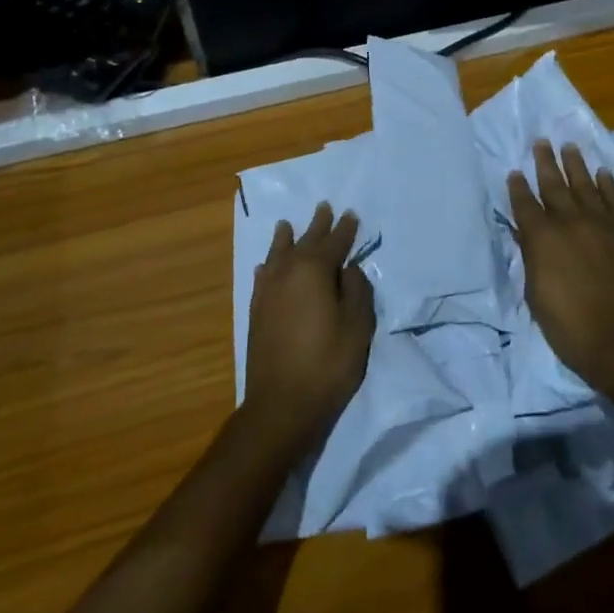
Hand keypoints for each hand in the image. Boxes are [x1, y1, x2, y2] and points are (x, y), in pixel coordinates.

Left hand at [243, 203, 376, 439]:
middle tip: (324, 207)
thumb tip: (348, 269)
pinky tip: (266, 265)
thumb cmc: (327, 364)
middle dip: (317, 225)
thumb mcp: (357, 327)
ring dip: (286, 238)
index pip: (334, 242)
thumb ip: (356, 291)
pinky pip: (262, 277)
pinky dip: (267, 266)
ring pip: (278, 254)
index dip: (345, 229)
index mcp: (314, 271)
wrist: (281, 405)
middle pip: (305, 242)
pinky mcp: (256, 312)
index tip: (351, 214)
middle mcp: (287, 273)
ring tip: (286, 224)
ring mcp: (268, 292)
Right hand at [507, 141, 613, 406]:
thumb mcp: (536, 295)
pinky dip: (609, 185)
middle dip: (545, 162)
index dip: (518, 187)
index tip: (515, 172)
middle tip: (541, 141)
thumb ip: (531, 258)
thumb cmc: (570, 327)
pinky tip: (603, 173)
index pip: (524, 204)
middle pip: (554, 184)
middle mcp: (570, 221)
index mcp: (542, 237)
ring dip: (576, 164)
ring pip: (586, 184)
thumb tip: (524, 233)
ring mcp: (604, 223)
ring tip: (569, 146)